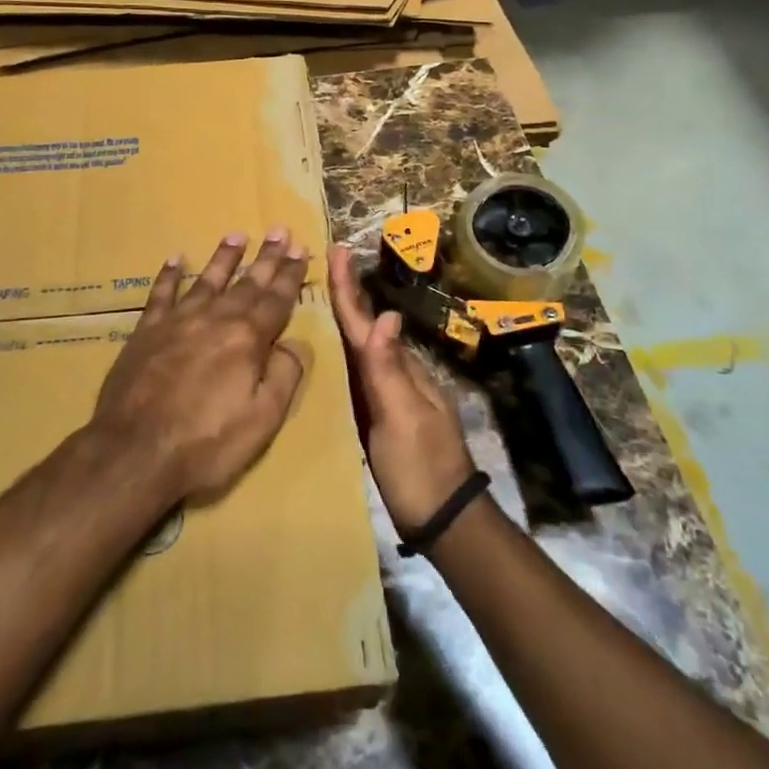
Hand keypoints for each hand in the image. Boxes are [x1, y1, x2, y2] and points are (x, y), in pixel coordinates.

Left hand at [91, 231, 309, 506]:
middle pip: (247, 283)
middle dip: (266, 257)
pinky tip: (175, 258)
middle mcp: (215, 319)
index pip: (276, 299)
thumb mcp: (263, 419)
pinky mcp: (146, 332)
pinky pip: (160, 295)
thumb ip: (284, 376)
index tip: (301, 249)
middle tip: (279, 230)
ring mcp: (177, 322)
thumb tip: (294, 344)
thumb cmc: (206, 442)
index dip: (290, 274)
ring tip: (236, 235)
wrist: (135, 451)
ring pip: (206, 280)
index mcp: (247, 339)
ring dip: (224, 257)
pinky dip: (168, 275)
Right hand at [328, 244, 475, 535]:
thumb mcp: (403, 418)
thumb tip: (384, 313)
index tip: (336, 249)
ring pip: (362, 347)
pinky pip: (359, 372)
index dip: (348, 288)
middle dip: (347, 293)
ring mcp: (390, 396)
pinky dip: (346, 351)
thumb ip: (389, 369)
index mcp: (398, 369)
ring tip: (326, 291)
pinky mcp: (380, 417)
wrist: (442, 519)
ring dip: (346, 316)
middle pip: (365, 326)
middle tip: (329, 259)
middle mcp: (394, 374)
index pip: (366, 321)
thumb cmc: (420, 467)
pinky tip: (334, 350)